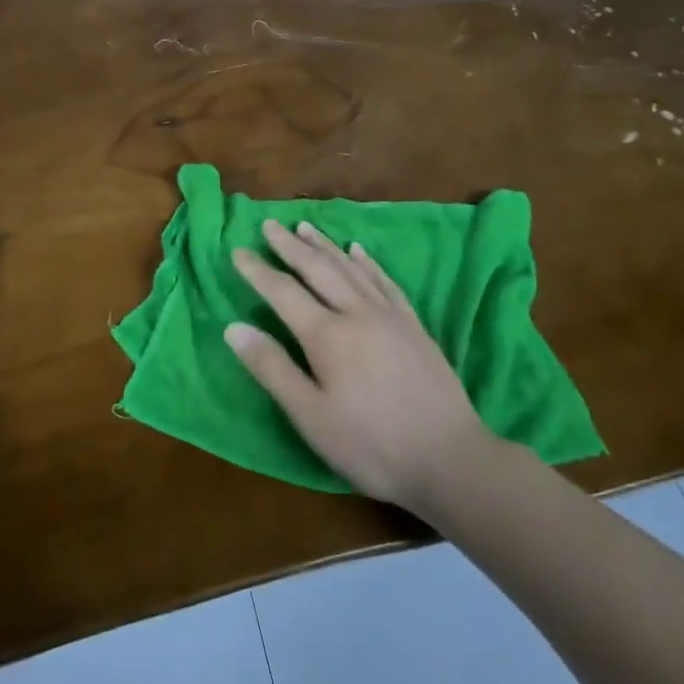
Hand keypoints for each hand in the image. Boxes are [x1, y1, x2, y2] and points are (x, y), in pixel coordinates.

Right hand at [227, 221, 490, 508]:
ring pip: (351, 268)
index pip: (283, 292)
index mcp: (327, 335)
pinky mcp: (414, 326)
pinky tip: (359, 251)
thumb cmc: (371, 445)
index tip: (238, 251)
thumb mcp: (311, 417)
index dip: (258, 271)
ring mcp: (390, 316)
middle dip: (290, 246)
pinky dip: (367, 262)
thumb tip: (233, 328)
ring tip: (305, 226)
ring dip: (325, 245)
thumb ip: (272, 368)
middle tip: (270, 224)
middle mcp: (357, 313)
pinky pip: (385, 281)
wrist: (450, 458)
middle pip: (318, 269)